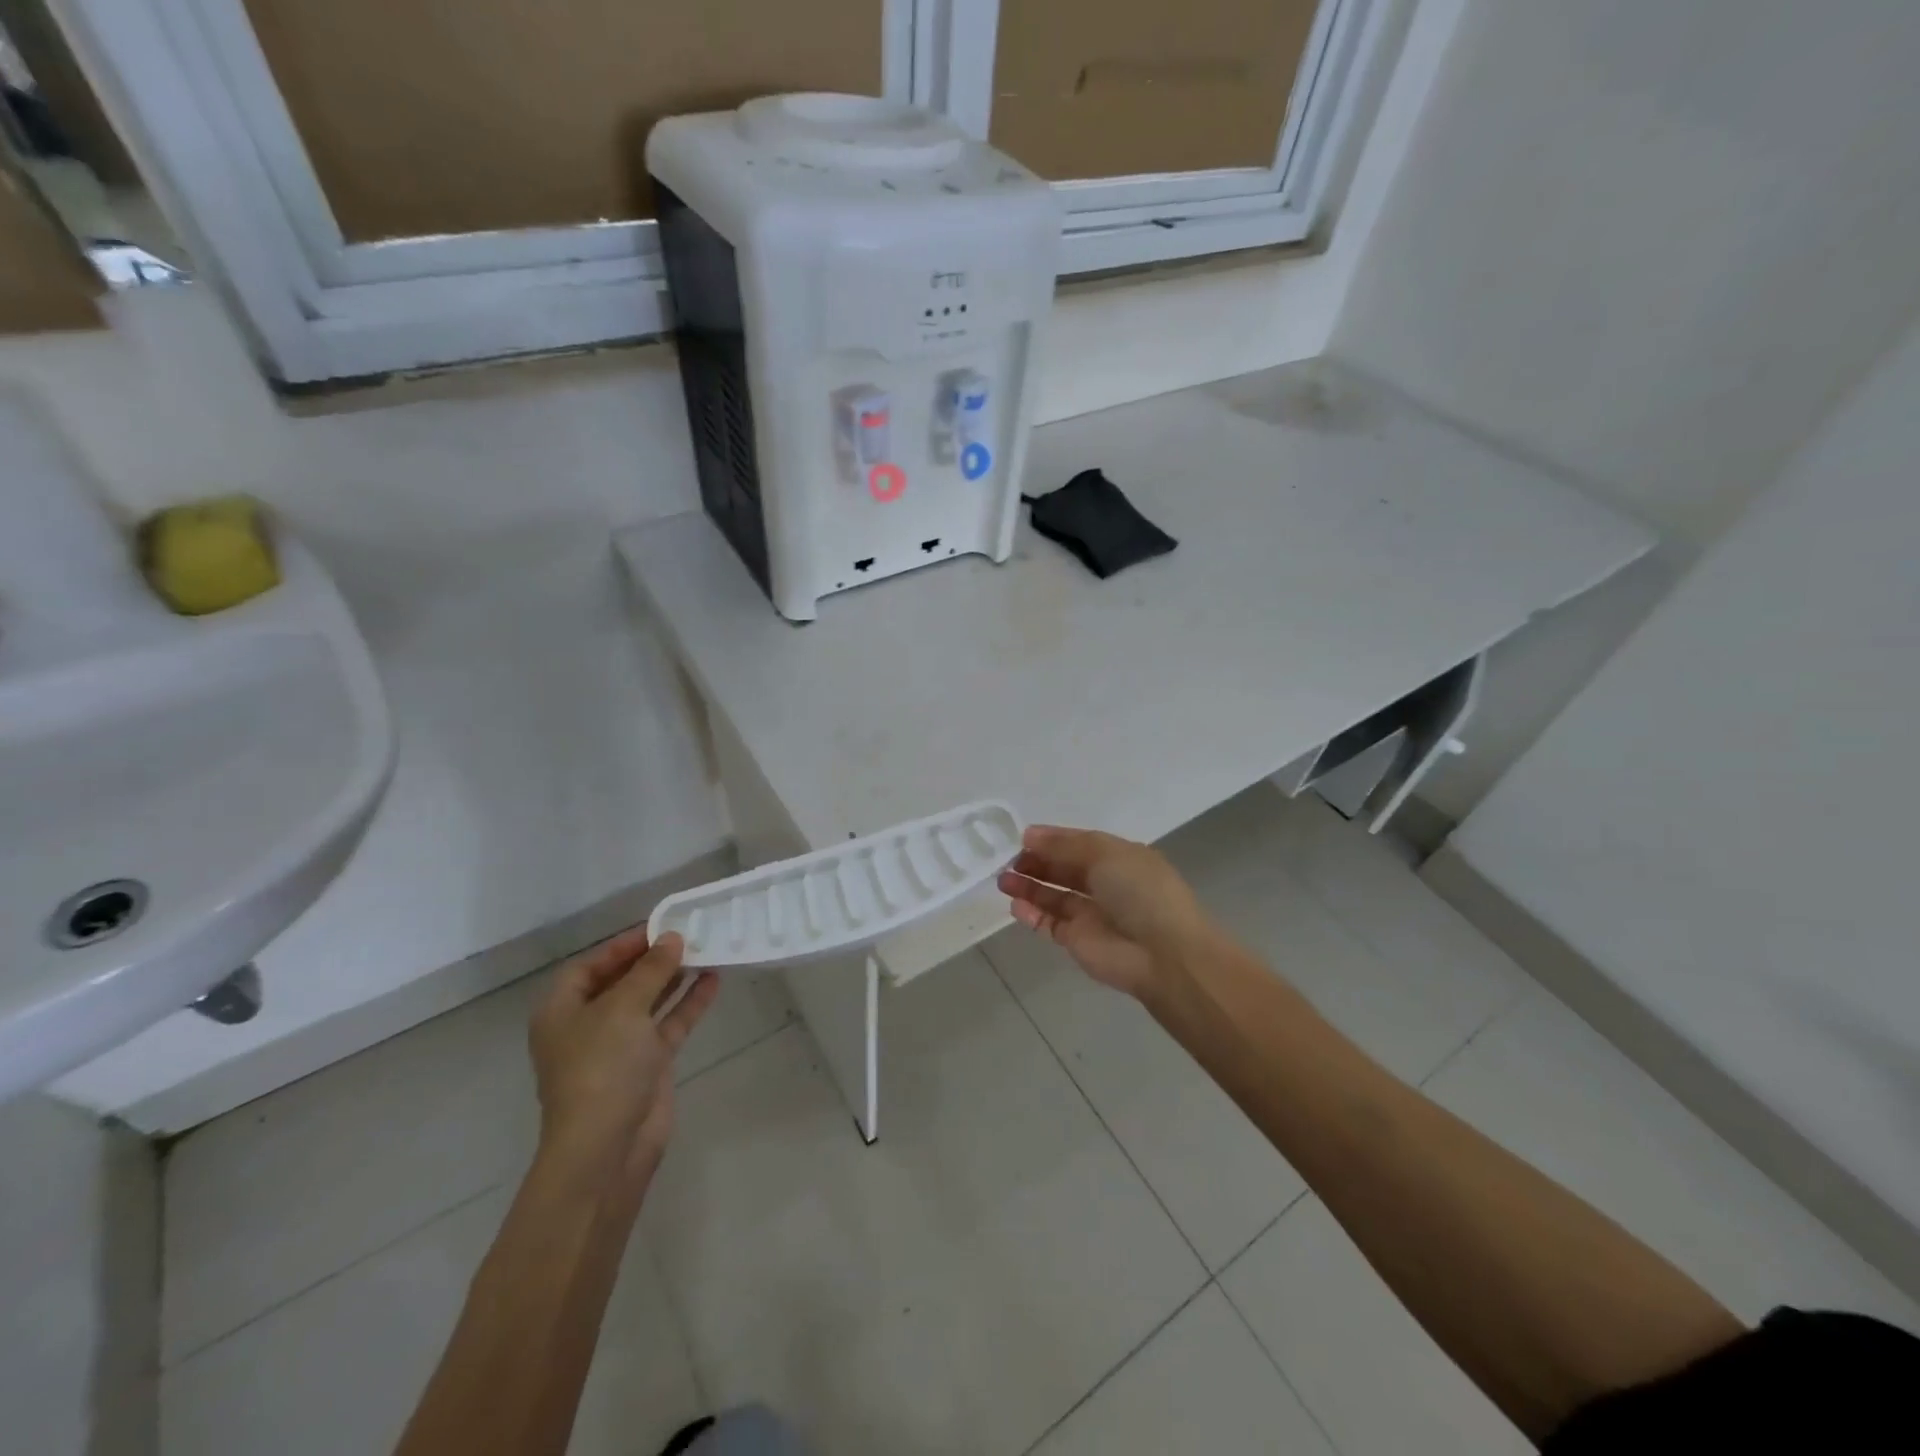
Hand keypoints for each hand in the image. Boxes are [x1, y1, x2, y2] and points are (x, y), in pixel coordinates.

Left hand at [527, 927, 718, 1205]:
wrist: (607, 1147)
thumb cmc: (601, 1068)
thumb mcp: (624, 1007)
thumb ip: (651, 970)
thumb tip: (672, 938)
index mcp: (562, 1011)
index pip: (590, 966)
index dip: (622, 945)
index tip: (658, 927)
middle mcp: (587, 1026)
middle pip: (621, 982)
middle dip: (652, 960)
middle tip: (687, 934)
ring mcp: (618, 1047)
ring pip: (649, 1002)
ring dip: (674, 978)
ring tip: (705, 950)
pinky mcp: (647, 1065)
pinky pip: (668, 1024)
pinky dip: (688, 1003)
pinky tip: (713, 980)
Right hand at [998, 825, 1215, 1000]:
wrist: (1162, 954)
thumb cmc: (1139, 892)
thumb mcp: (1105, 854)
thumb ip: (1064, 845)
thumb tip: (1030, 835)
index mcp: (1119, 858)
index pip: (1079, 844)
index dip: (1051, 840)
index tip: (1022, 837)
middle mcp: (1106, 884)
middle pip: (1064, 870)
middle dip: (1036, 863)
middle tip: (1008, 860)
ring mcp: (1092, 915)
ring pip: (1054, 897)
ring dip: (1029, 887)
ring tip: (1003, 880)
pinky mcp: (1078, 941)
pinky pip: (1050, 924)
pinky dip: (1032, 914)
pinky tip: (1015, 904)